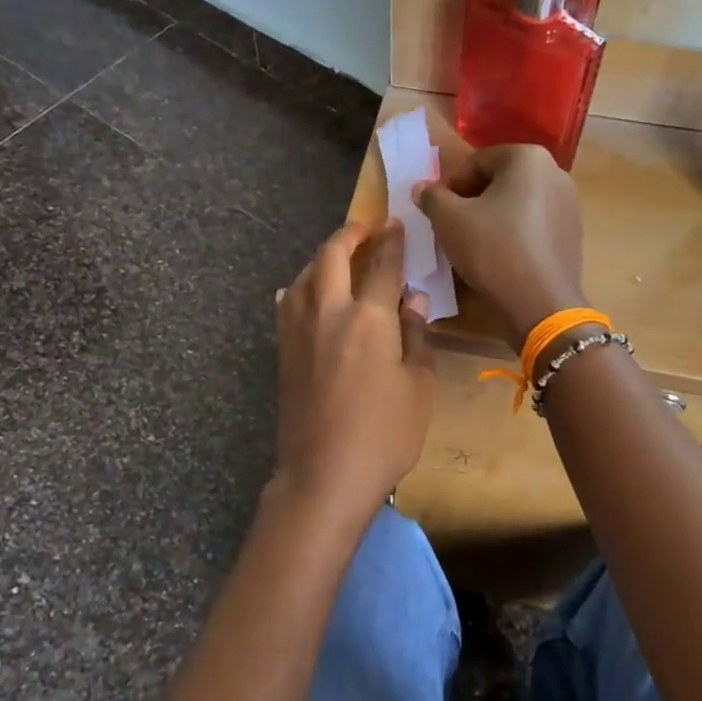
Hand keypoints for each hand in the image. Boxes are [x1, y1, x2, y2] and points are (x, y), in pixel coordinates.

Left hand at [272, 221, 435, 519]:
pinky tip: (306, 294)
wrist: (323, 475)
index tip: (397, 225)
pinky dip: (302, 288)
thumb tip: (412, 301)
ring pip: (305, 275)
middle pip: (333, 255)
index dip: (392, 241)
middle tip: (367, 229)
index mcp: (369, 318)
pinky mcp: (282, 351)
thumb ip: (415, 337)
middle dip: (351, 235)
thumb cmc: (384, 435)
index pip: (383, 265)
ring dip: (324, 259)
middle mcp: (328, 312)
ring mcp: (298, 330)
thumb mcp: (419, 387)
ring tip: (340, 260)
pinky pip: (289, 303)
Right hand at [415, 145, 587, 347]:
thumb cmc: (492, 249)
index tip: (437, 210)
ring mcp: (569, 205)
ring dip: (492, 217)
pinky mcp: (572, 235)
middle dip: (473, 200)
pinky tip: (499, 258)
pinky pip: (534, 226)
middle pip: (500, 180)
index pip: (478, 161)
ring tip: (473, 244)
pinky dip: (514, 234)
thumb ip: (432, 197)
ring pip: (518, 204)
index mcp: (528, 158)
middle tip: (451, 225)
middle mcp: (556, 173)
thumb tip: (422, 188)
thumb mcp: (449, 220)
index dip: (451, 184)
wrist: (540, 302)